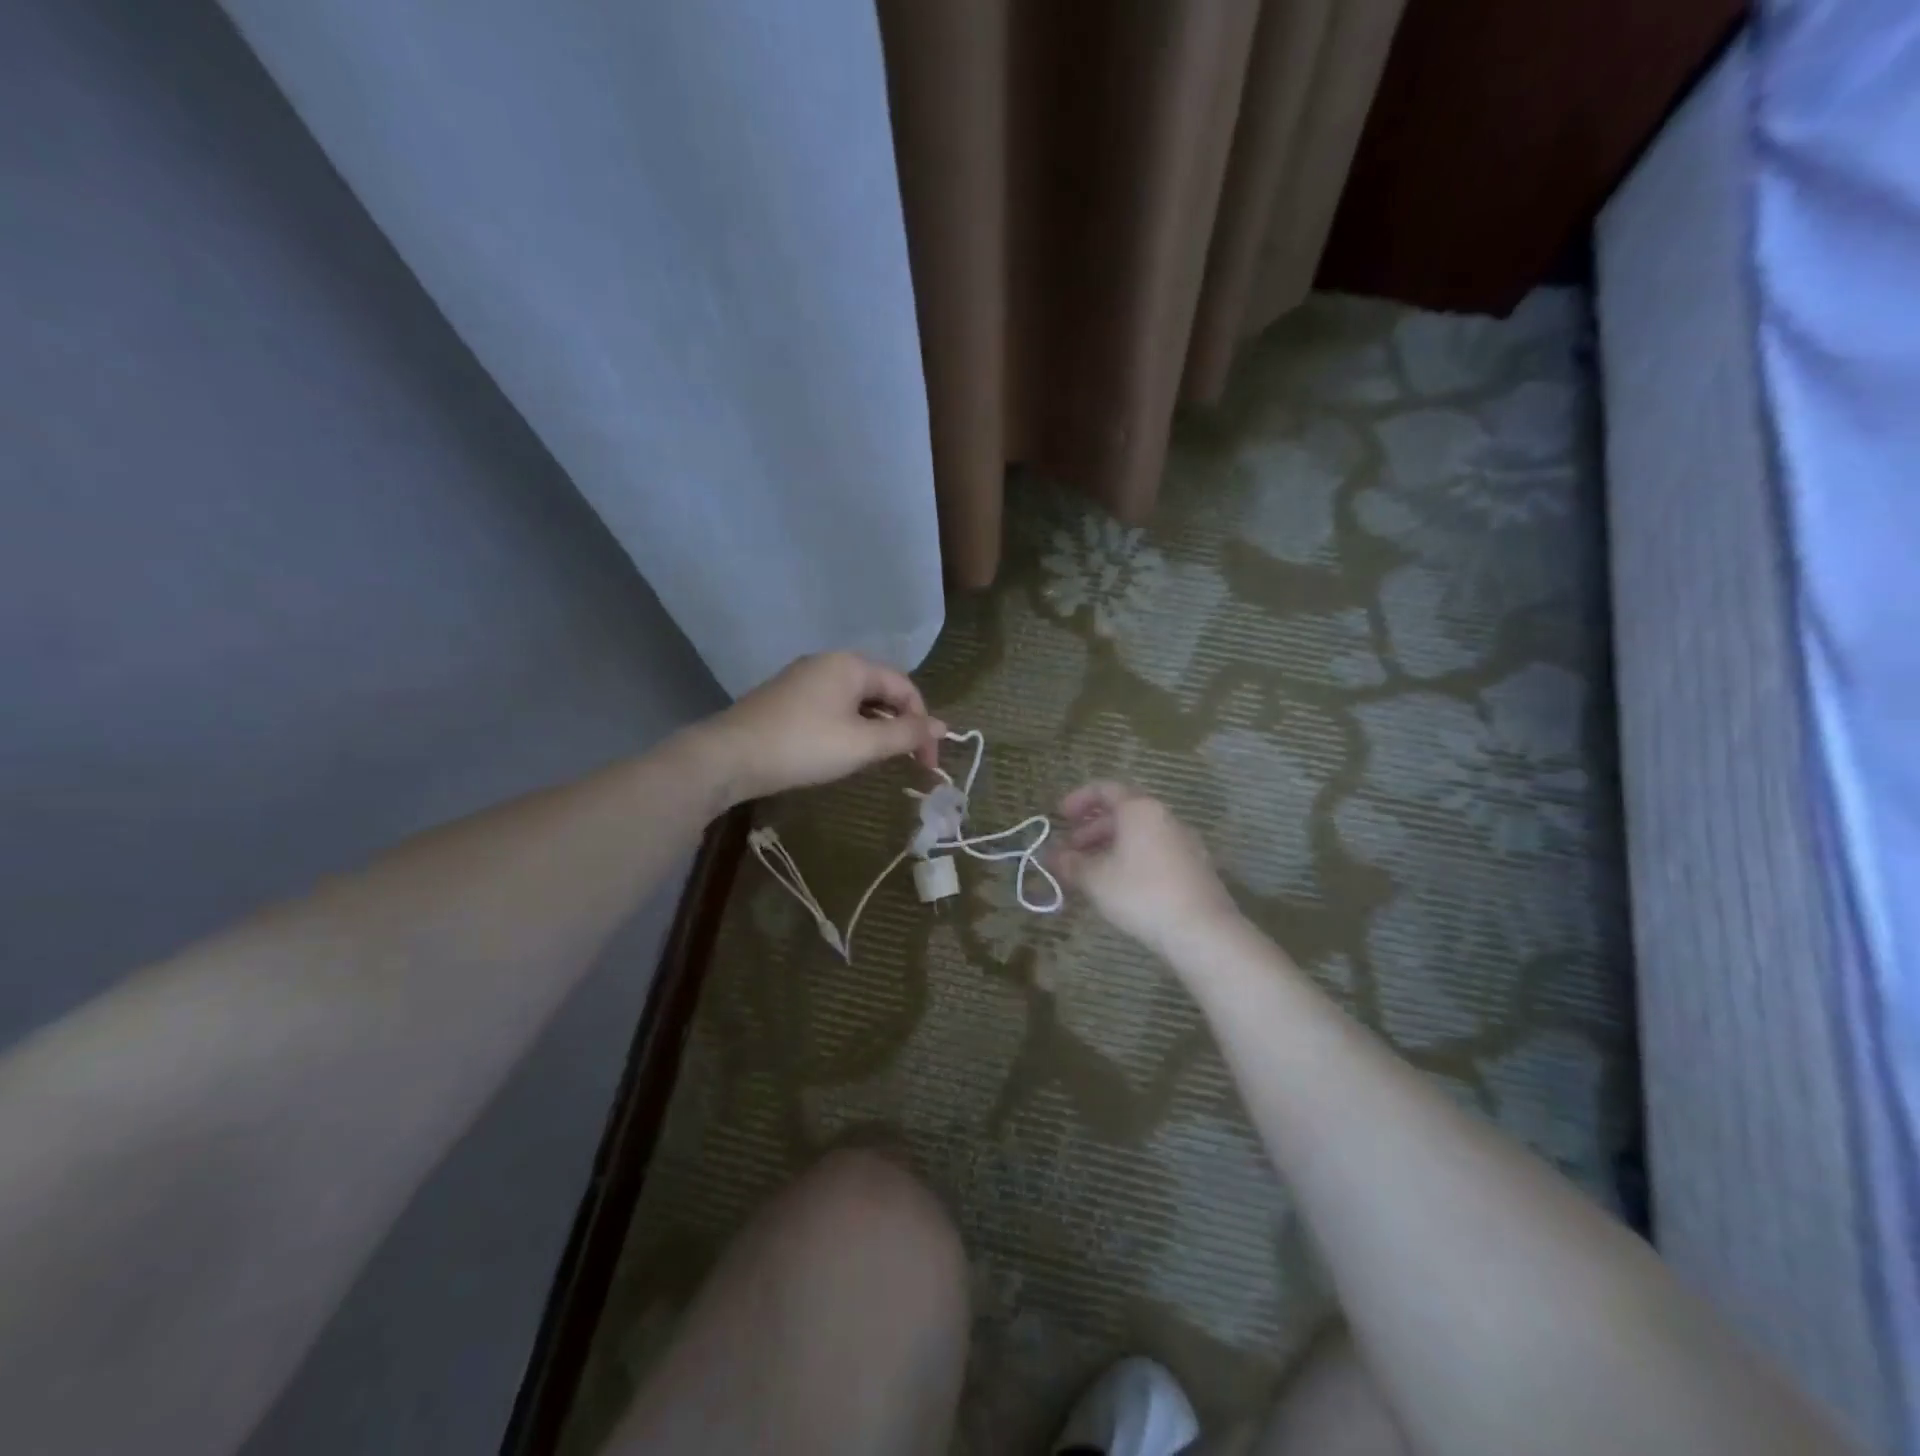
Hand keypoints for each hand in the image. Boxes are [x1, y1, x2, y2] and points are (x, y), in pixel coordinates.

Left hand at [703, 652, 945, 803]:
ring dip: (875, 728)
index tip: (926, 763)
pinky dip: (849, 727)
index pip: (905, 688)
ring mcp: (803, 679)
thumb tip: (943, 727)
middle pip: (881, 691)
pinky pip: (832, 707)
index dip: (923, 724)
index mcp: (851, 664)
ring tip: (877, 760)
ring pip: (856, 700)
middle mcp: (828, 662)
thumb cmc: (803, 746)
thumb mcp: (862, 744)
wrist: (729, 757)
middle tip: (907, 763)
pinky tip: (843, 751)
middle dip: (899, 726)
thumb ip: (906, 735)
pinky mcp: (785, 698)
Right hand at [1053, 783, 1238, 951]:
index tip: (1060, 817)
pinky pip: (1155, 850)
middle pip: (1123, 812)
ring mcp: (1184, 841)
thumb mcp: (1095, 879)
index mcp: (1140, 809)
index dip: (1078, 799)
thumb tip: (1051, 856)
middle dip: (1091, 829)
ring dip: (1110, 846)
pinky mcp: (1195, 866)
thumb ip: (1069, 863)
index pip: (1105, 789)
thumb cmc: (1141, 894)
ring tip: (1090, 871)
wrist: (1203, 931)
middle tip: (1070, 850)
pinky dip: (1132, 858)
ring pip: (1139, 833)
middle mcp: (1164, 817)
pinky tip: (1120, 885)